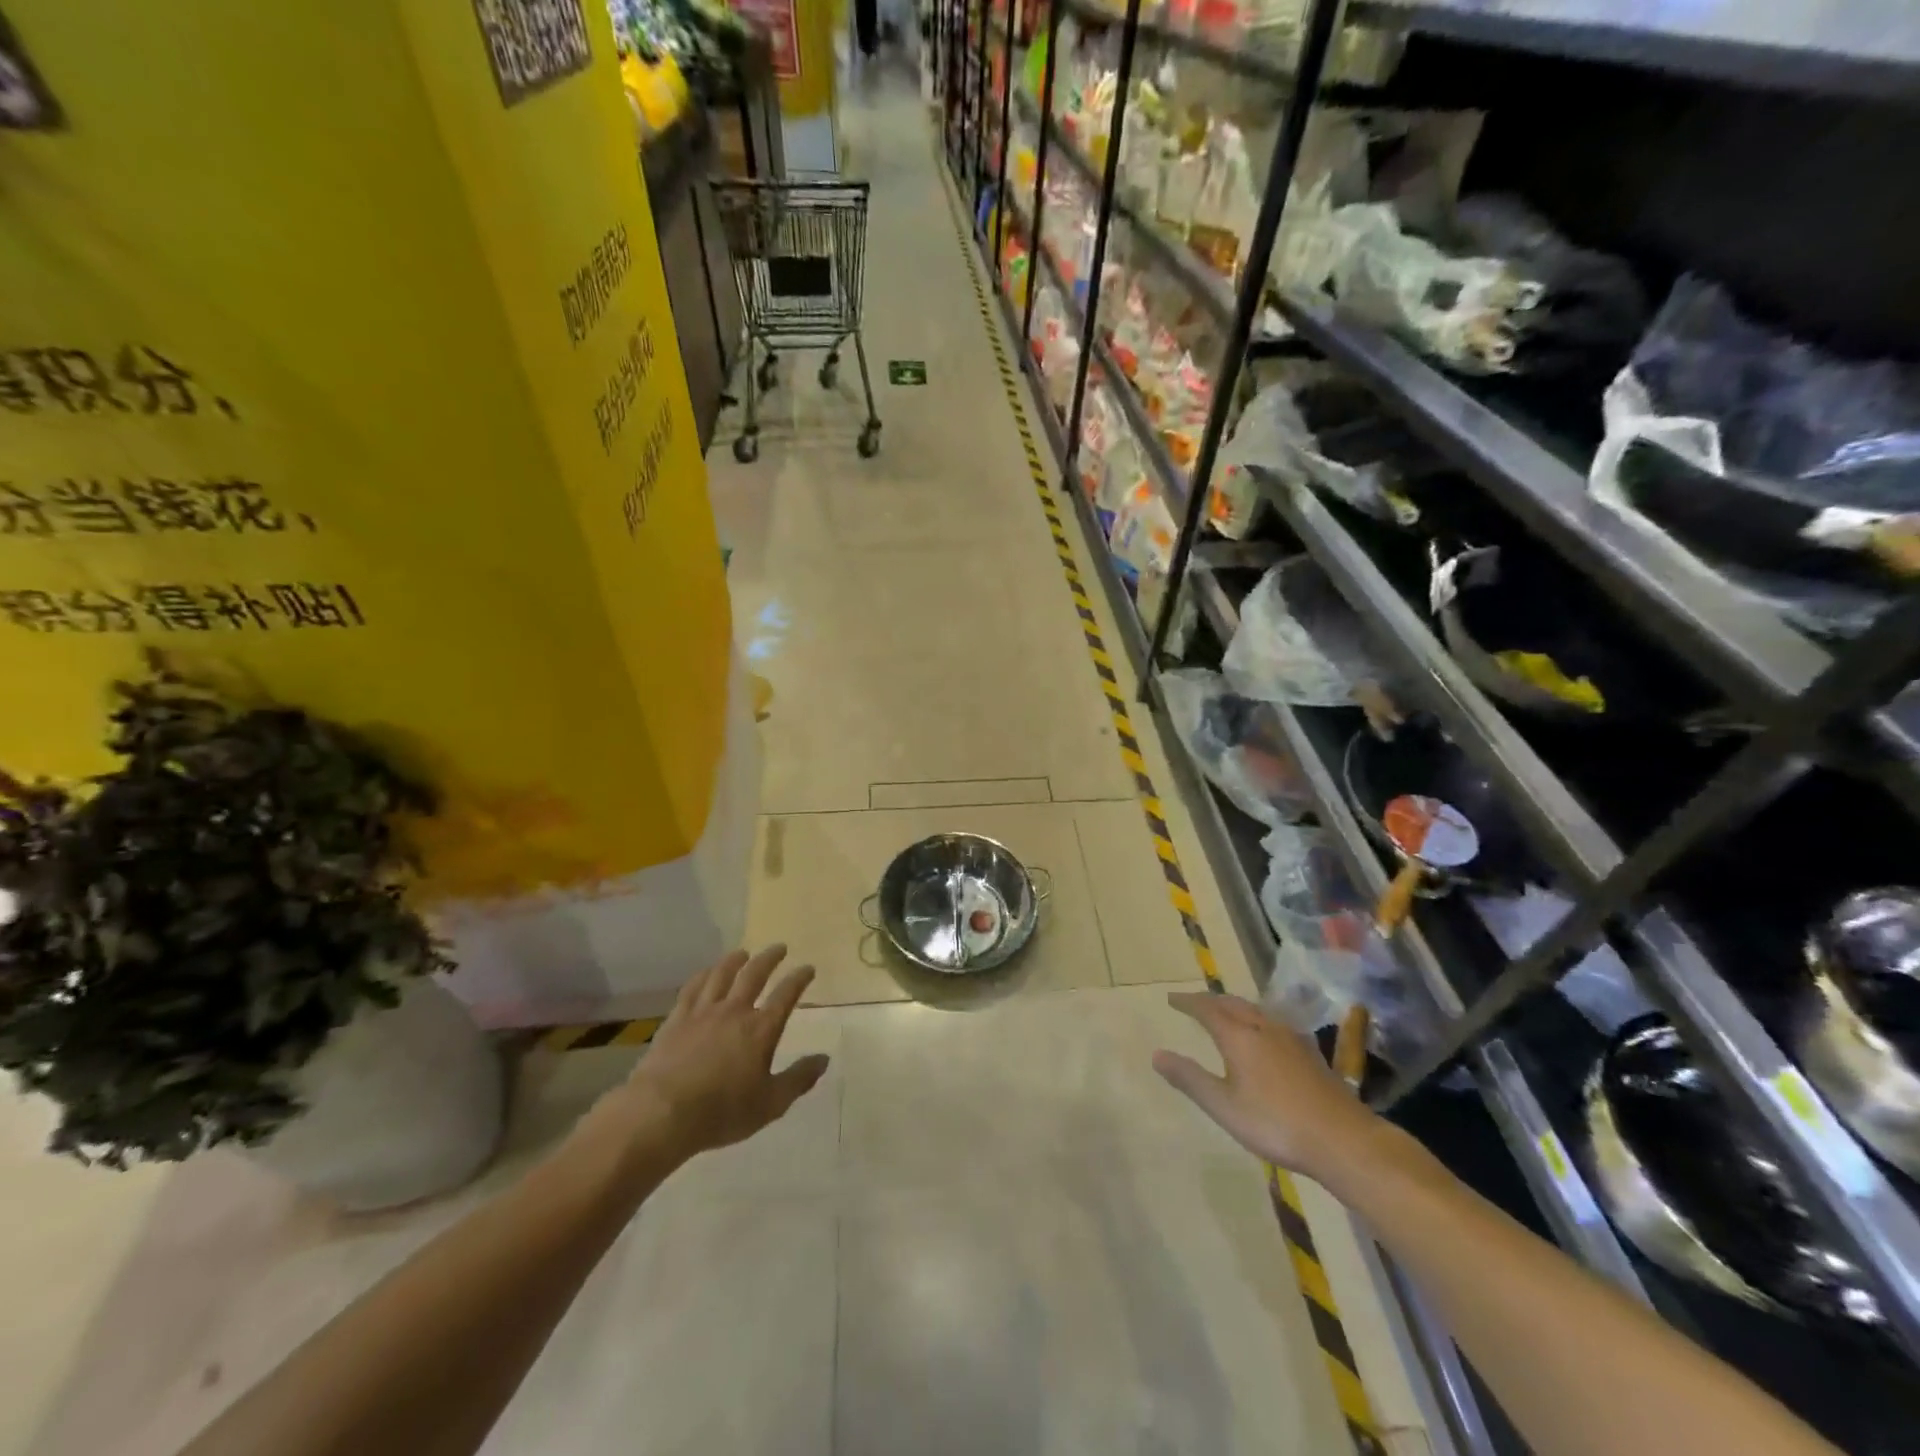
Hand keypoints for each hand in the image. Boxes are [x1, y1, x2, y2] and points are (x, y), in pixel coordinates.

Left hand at [605, 945, 829, 1160]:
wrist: (662, 1112)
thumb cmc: (722, 1111)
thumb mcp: (770, 1103)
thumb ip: (798, 1079)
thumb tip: (824, 1059)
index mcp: (761, 1029)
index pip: (786, 995)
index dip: (799, 979)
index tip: (808, 968)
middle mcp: (735, 1011)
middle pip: (754, 974)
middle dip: (770, 959)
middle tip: (779, 948)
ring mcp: (703, 1012)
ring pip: (722, 974)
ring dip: (735, 960)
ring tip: (743, 952)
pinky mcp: (676, 1019)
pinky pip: (692, 988)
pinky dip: (703, 975)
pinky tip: (706, 972)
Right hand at [1153, 991, 1382, 1181]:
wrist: (1343, 1139)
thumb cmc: (1276, 1124)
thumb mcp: (1224, 1106)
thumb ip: (1190, 1079)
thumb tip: (1156, 1054)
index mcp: (1239, 1037)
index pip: (1207, 1009)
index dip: (1187, 1002)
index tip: (1171, 999)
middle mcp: (1263, 1028)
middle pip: (1232, 1003)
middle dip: (1210, 1000)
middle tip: (1194, 1003)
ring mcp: (1290, 1038)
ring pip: (1256, 1010)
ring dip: (1234, 1006)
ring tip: (1224, 1012)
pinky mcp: (1309, 1053)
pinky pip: (1273, 1022)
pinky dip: (1256, 1019)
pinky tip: (1264, 1034)